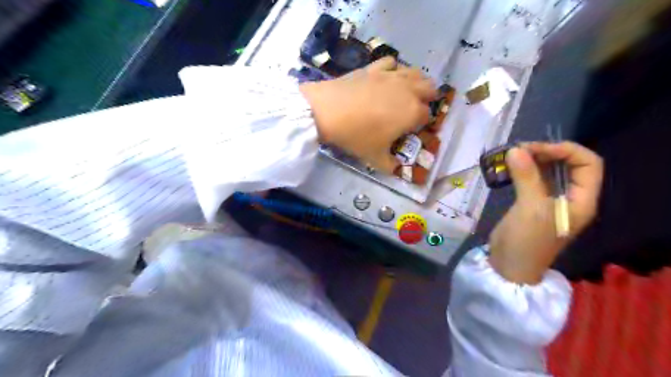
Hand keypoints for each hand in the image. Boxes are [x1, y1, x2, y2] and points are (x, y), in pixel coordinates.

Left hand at [298, 56, 434, 173]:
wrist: (328, 111)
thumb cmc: (357, 136)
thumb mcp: (374, 158)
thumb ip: (390, 165)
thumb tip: (396, 169)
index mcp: (412, 113)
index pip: (426, 115)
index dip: (422, 123)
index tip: (413, 129)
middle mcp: (408, 91)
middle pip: (429, 88)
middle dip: (427, 97)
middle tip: (416, 107)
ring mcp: (391, 76)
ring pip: (414, 73)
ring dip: (417, 81)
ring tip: (408, 90)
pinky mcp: (374, 67)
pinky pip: (391, 62)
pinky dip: (394, 68)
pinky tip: (388, 76)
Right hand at [489, 143, 603, 283]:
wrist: (508, 266)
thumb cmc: (527, 241)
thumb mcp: (530, 209)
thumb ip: (526, 178)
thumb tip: (515, 150)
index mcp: (581, 201)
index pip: (587, 164)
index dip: (566, 151)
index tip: (536, 149)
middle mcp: (570, 198)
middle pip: (568, 165)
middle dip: (546, 152)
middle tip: (519, 150)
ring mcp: (550, 201)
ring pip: (548, 171)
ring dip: (532, 160)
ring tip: (512, 155)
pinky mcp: (531, 203)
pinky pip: (532, 180)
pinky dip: (522, 170)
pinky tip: (509, 167)